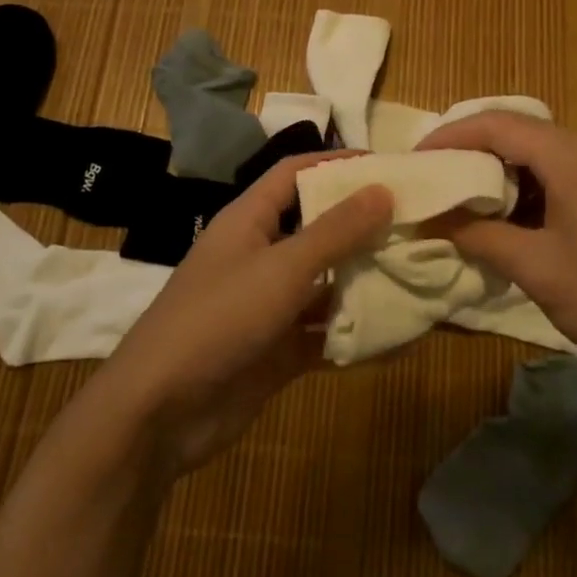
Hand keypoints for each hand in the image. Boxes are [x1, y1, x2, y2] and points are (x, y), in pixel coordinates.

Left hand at [92, 153, 392, 476]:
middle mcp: (259, 254)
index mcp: (249, 220)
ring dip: (362, 276)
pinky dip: (353, 327)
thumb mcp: (282, 268)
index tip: (387, 166)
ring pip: (323, 280)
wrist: (159, 413)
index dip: (336, 163)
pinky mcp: (276, 348)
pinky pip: (322, 329)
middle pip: (315, 226)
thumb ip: (335, 231)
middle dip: (360, 222)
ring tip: (416, 268)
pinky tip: (397, 329)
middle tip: (414, 219)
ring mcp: (267, 304)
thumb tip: (383, 189)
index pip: (295, 173)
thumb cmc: (219, 319)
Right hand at [416, 112, 576, 393]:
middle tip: (436, 177)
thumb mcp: (537, 269)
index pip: (498, 124)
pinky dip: (530, 188)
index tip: (417, 158)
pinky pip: (564, 173)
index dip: (452, 134)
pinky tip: (513, 218)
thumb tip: (433, 219)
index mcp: (573, 156)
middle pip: (520, 132)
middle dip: (473, 151)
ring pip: (542, 153)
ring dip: (502, 172)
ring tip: (465, 200)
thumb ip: (480, 236)